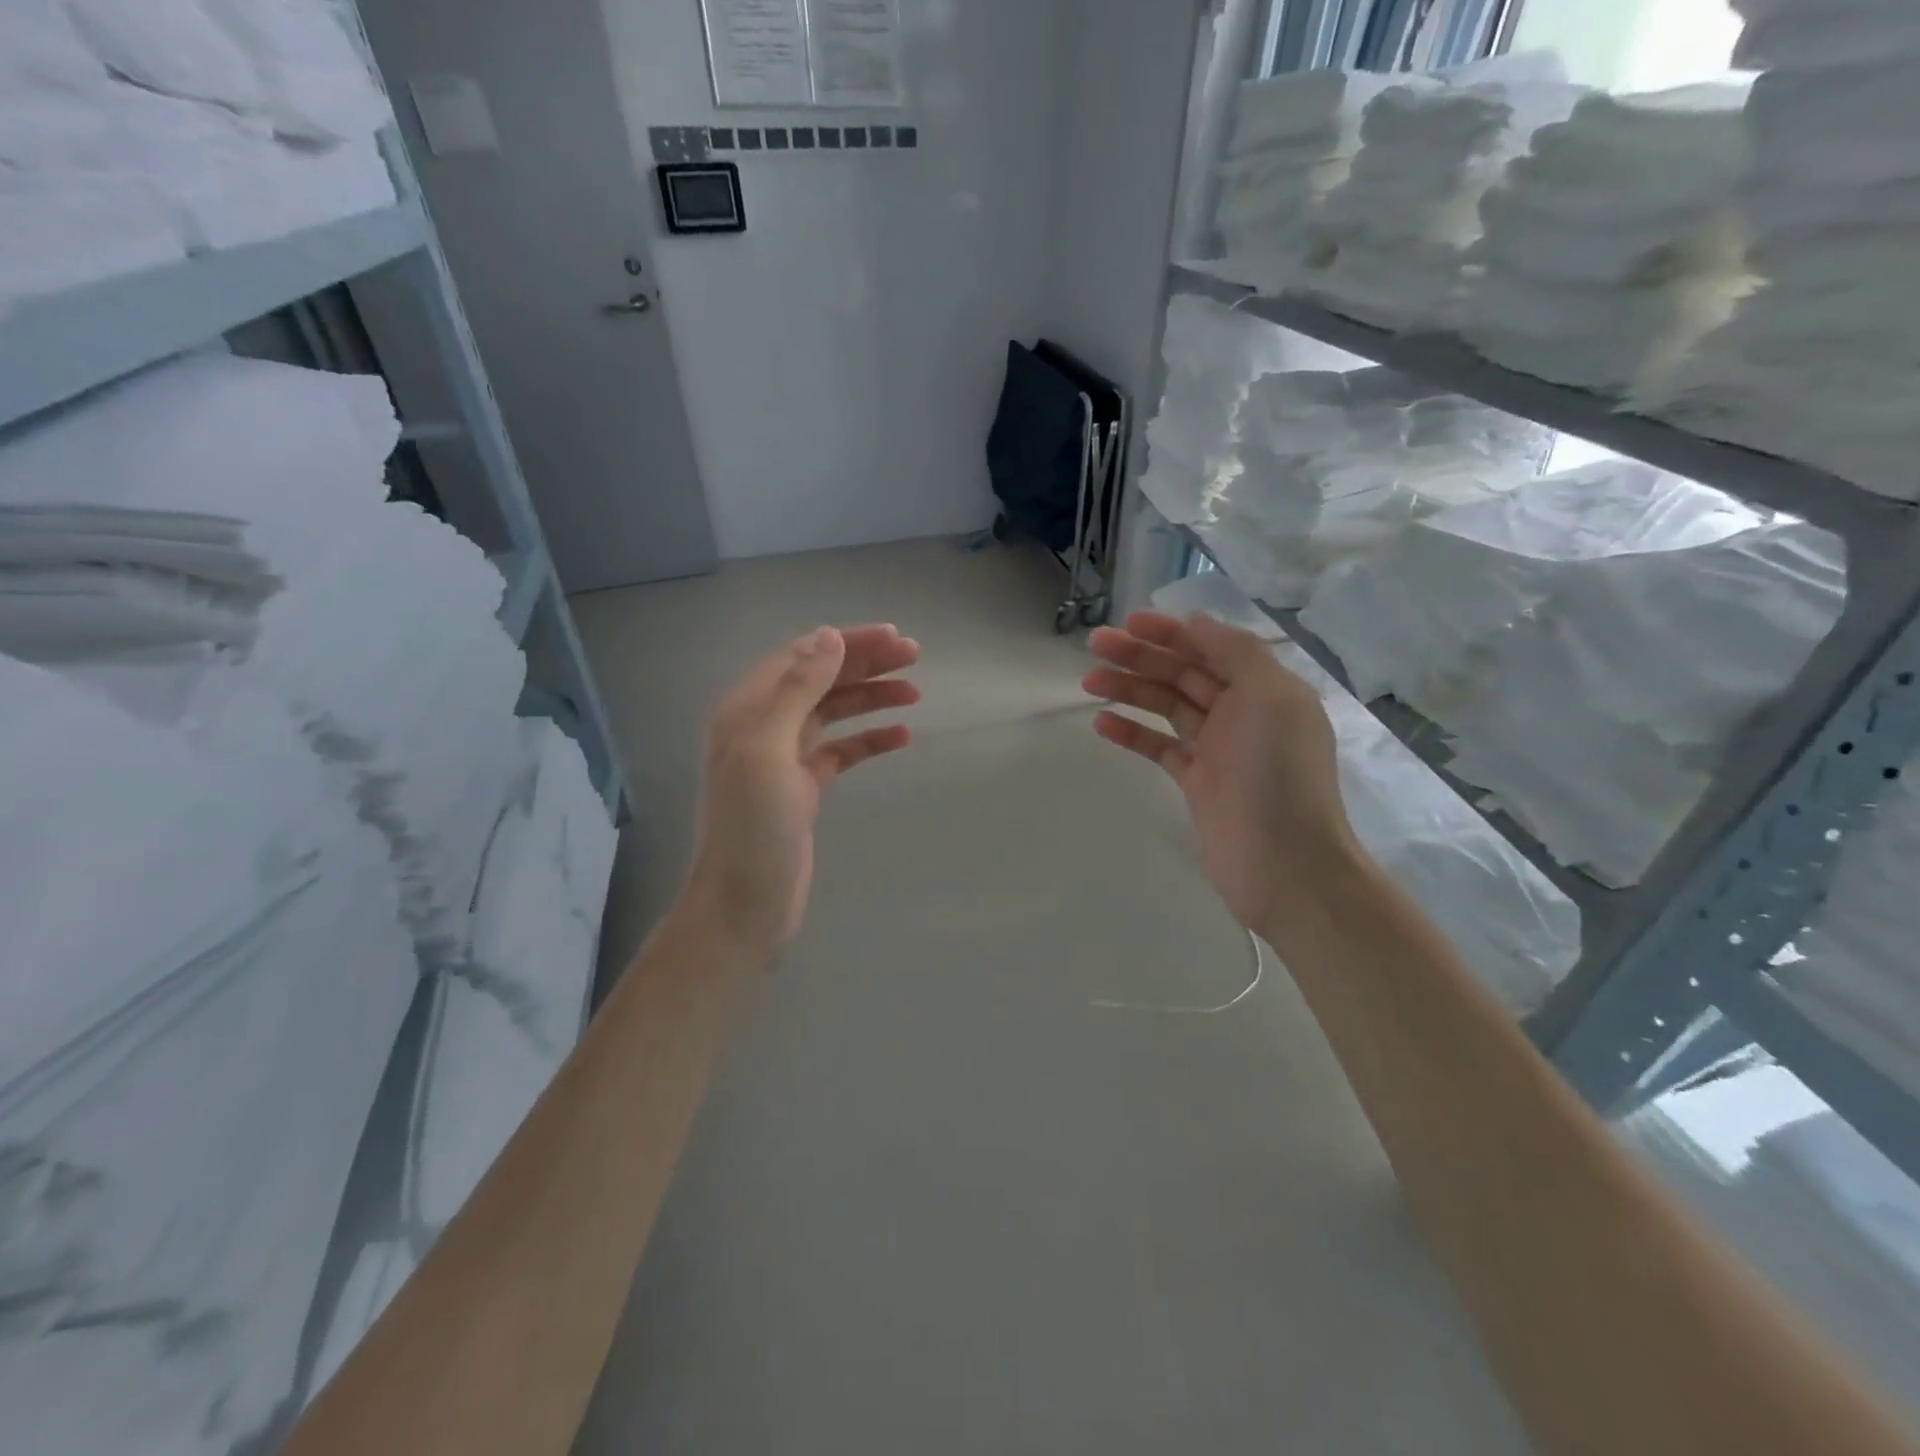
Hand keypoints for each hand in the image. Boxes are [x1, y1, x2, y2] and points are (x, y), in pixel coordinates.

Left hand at [684, 624, 919, 957]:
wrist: (743, 906)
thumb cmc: (753, 828)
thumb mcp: (770, 751)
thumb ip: (796, 691)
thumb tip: (828, 636)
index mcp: (747, 709)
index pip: (802, 657)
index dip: (847, 643)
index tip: (894, 637)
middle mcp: (763, 726)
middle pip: (820, 681)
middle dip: (865, 665)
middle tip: (914, 656)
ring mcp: (784, 759)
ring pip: (833, 713)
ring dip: (871, 698)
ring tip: (915, 693)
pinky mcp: (803, 788)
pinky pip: (841, 752)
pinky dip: (869, 740)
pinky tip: (901, 736)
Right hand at [1084, 611, 1357, 931]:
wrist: (1283, 863)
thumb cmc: (1279, 774)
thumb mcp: (1270, 697)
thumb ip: (1236, 653)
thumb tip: (1197, 622)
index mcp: (1265, 688)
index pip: (1212, 647)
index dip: (1171, 632)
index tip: (1129, 623)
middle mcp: (1243, 712)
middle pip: (1184, 673)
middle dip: (1141, 657)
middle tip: (1094, 646)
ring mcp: (1218, 748)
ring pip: (1167, 707)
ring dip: (1130, 690)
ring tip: (1088, 682)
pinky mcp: (1197, 781)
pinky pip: (1160, 746)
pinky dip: (1133, 733)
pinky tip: (1102, 723)